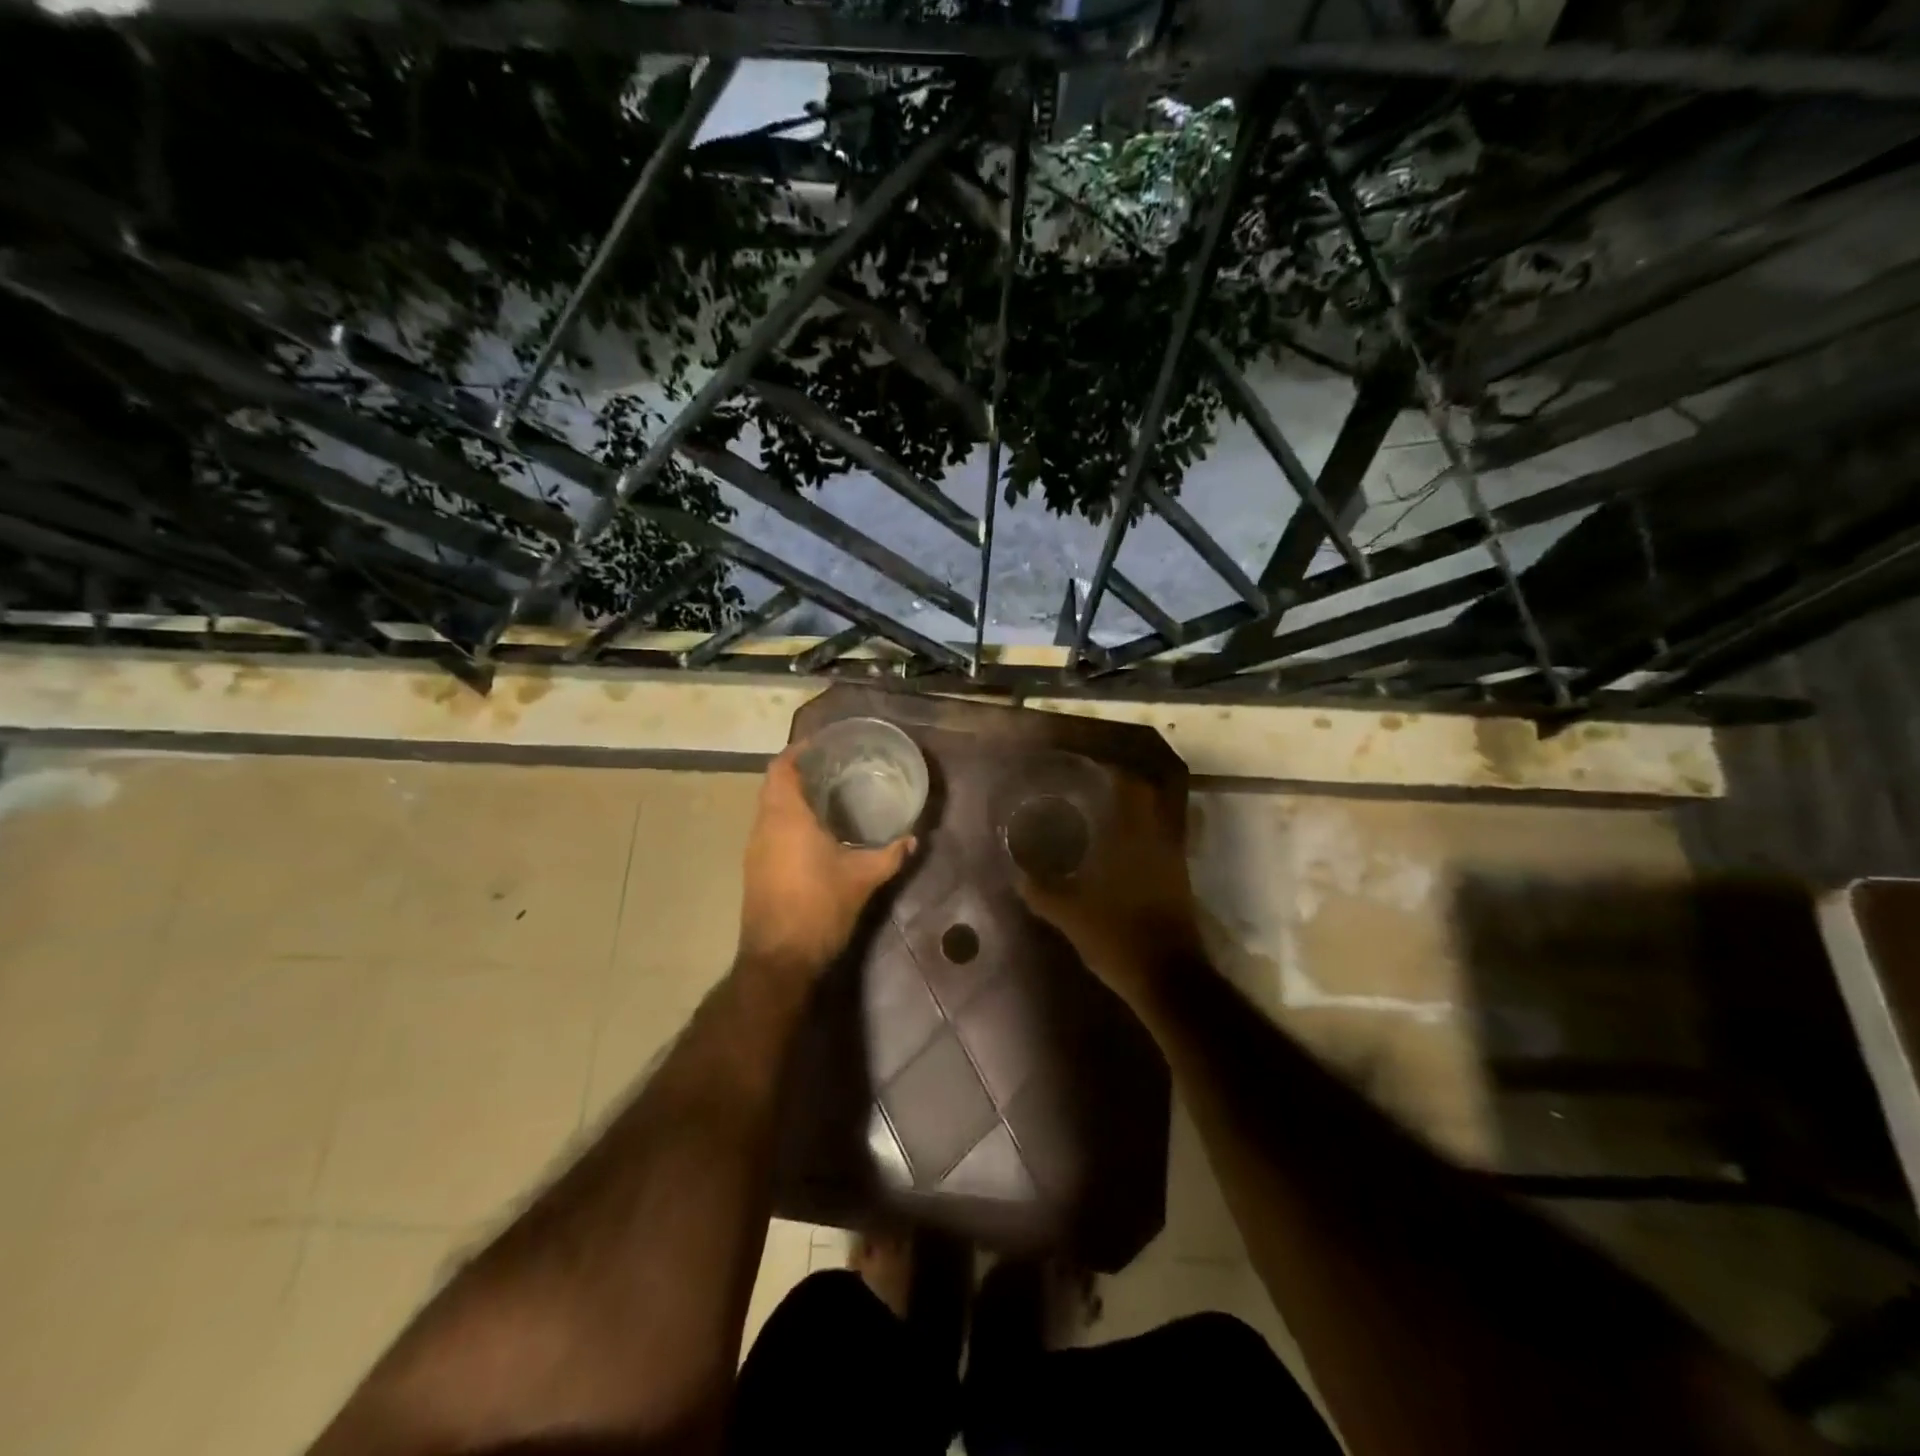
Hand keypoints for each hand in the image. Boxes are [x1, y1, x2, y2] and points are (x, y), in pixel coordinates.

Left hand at [737, 743, 915, 978]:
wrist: (778, 959)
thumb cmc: (819, 907)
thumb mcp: (862, 879)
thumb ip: (890, 855)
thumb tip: (913, 837)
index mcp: (786, 817)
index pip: (782, 767)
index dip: (799, 751)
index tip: (824, 745)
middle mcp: (764, 826)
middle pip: (775, 785)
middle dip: (800, 773)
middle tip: (835, 768)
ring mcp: (755, 849)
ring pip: (770, 809)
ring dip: (793, 798)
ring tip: (830, 796)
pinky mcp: (755, 870)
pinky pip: (770, 830)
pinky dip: (788, 822)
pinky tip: (816, 833)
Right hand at [1011, 772, 1201, 1004]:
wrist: (1169, 979)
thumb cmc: (1118, 937)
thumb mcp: (1070, 914)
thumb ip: (1041, 891)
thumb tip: (1016, 874)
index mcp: (1133, 837)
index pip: (1130, 786)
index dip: (1111, 772)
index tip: (1087, 770)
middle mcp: (1159, 841)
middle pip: (1148, 799)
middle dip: (1122, 789)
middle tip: (1091, 791)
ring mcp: (1174, 862)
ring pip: (1156, 822)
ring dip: (1134, 814)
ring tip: (1101, 818)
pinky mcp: (1179, 883)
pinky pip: (1160, 845)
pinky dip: (1141, 840)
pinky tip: (1118, 854)